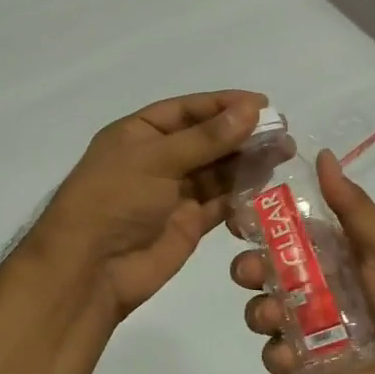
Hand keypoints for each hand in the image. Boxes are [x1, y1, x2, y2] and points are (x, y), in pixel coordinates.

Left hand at [35, 91, 266, 322]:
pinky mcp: (189, 223)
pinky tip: (268, 182)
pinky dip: (242, 192)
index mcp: (139, 133)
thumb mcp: (156, 160)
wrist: (90, 270)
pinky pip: (221, 201)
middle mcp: (158, 159)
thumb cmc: (114, 200)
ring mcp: (174, 192)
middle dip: (242, 133)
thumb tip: (251, 110)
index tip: (262, 103)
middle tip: (283, 131)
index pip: (187, 110)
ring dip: (247, 161)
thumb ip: (207, 138)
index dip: (223, 104)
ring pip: (218, 170)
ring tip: (284, 152)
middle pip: (207, 139)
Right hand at [232, 150, 374, 373]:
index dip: (257, 224)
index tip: (239, 220)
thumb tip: (322, 154)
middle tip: (254, 273)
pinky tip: (293, 354)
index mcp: (329, 255)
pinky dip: (277, 354)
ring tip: (276, 316)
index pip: (282, 233)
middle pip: (262, 271)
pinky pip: (274, 356)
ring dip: (259, 310)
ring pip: (260, 311)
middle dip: (249, 268)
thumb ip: (351, 206)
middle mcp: (311, 287)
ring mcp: (305, 328)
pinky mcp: (305, 366)